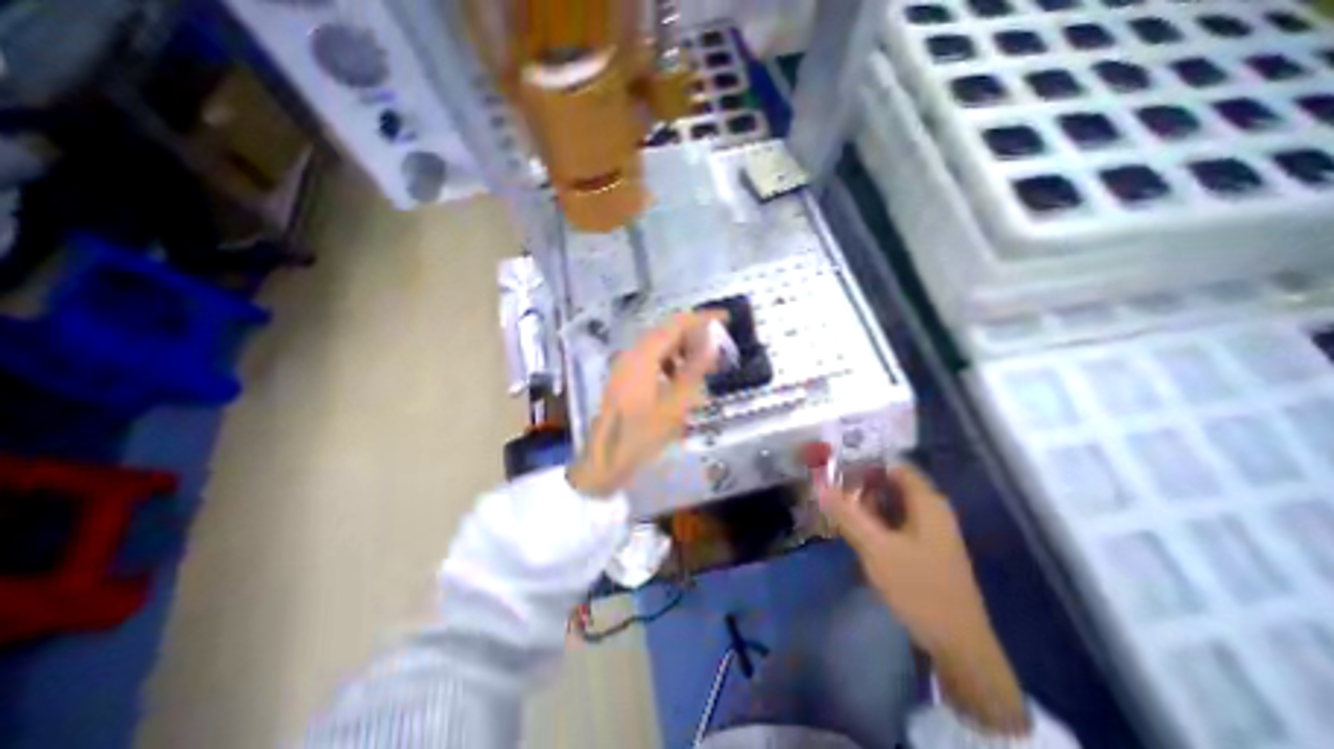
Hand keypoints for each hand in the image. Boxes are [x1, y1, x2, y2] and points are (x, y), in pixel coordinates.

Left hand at [567, 311, 724, 498]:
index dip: (702, 318)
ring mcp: (624, 366)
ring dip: (682, 349)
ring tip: (704, 364)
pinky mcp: (624, 378)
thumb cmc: (641, 436)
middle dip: (694, 335)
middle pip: (666, 332)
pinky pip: (650, 360)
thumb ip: (694, 370)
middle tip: (719, 347)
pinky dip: (670, 362)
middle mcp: (630, 354)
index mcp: (642, 356)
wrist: (605, 462)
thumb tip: (713, 343)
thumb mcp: (674, 405)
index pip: (675, 324)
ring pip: (658, 346)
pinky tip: (680, 379)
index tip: (726, 319)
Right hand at [813, 461, 988, 655]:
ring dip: (864, 505)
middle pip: (890, 484)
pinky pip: (894, 523)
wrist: (958, 646)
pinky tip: (854, 531)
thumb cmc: (918, 588)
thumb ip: (847, 514)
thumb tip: (820, 485)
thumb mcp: (876, 548)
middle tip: (830, 492)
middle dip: (859, 486)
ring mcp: (929, 530)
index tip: (834, 469)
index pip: (892, 466)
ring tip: (836, 510)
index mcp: (927, 502)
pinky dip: (874, 522)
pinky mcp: (924, 548)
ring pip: (890, 505)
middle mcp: (931, 510)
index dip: (863, 463)